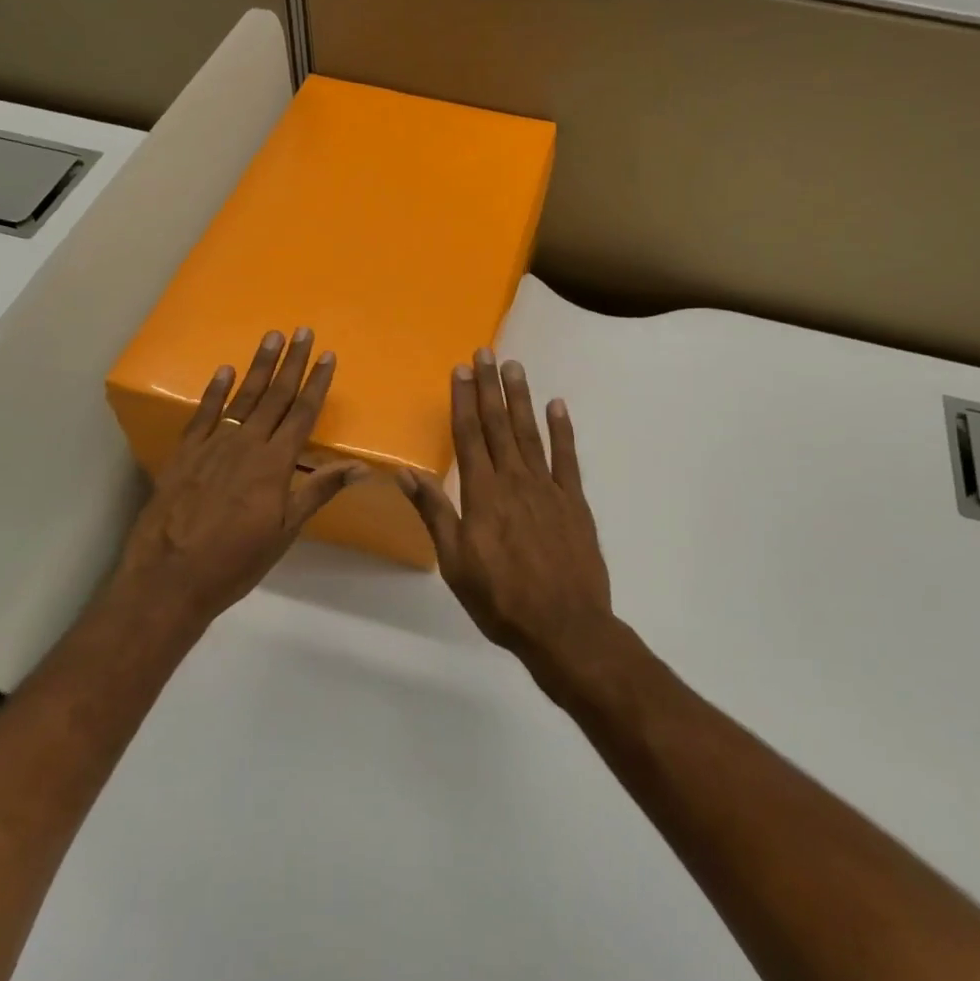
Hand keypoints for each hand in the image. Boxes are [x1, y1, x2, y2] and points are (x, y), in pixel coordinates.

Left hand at [112, 328, 366, 628]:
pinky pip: (203, 414)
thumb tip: (362, 467)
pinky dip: (215, 391)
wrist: (169, 578)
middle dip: (291, 363)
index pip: (302, 414)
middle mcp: (246, 445)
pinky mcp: (184, 454)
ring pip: (241, 398)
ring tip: (271, 338)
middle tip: (302, 331)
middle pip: (274, 397)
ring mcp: (212, 446)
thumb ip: (318, 492)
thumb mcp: (284, 532)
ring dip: (258, 366)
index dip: (317, 384)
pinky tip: (225, 371)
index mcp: (274, 465)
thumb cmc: (235, 561)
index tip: (328, 356)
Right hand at [398, 349, 612, 667]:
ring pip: (530, 433)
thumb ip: (434, 513)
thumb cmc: (500, 600)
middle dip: (489, 388)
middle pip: (498, 425)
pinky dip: (562, 429)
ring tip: (514, 367)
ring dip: (521, 398)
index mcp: (482, 495)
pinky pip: (568, 457)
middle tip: (485, 353)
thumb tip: (404, 473)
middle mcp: (514, 481)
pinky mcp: (575, 501)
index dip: (463, 401)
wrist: (564, 626)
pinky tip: (558, 405)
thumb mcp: (454, 562)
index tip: (460, 370)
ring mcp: (548, 488)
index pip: (469, 437)